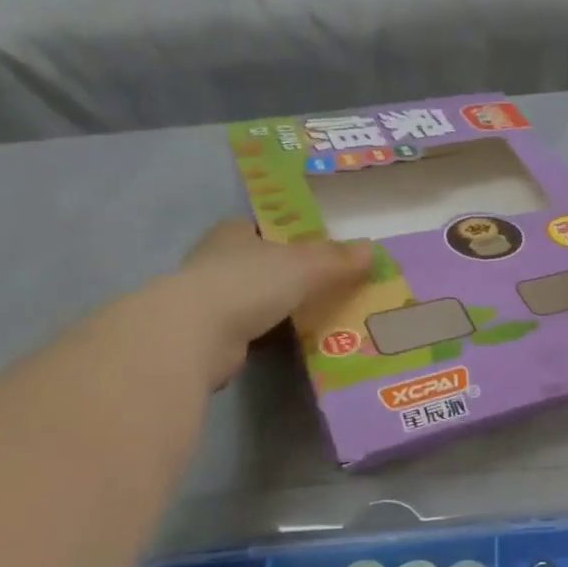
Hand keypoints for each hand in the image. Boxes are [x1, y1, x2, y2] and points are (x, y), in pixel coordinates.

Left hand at [165, 220, 371, 388]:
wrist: (196, 335)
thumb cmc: (248, 283)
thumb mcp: (304, 265)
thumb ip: (337, 259)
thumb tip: (371, 249)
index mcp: (234, 232)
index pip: (267, 226)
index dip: (294, 235)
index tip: (323, 249)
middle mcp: (218, 259)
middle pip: (265, 262)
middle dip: (294, 273)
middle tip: (334, 285)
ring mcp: (212, 298)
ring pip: (259, 297)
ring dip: (285, 306)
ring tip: (325, 314)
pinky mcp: (213, 333)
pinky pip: (255, 328)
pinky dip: (275, 333)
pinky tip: (300, 340)